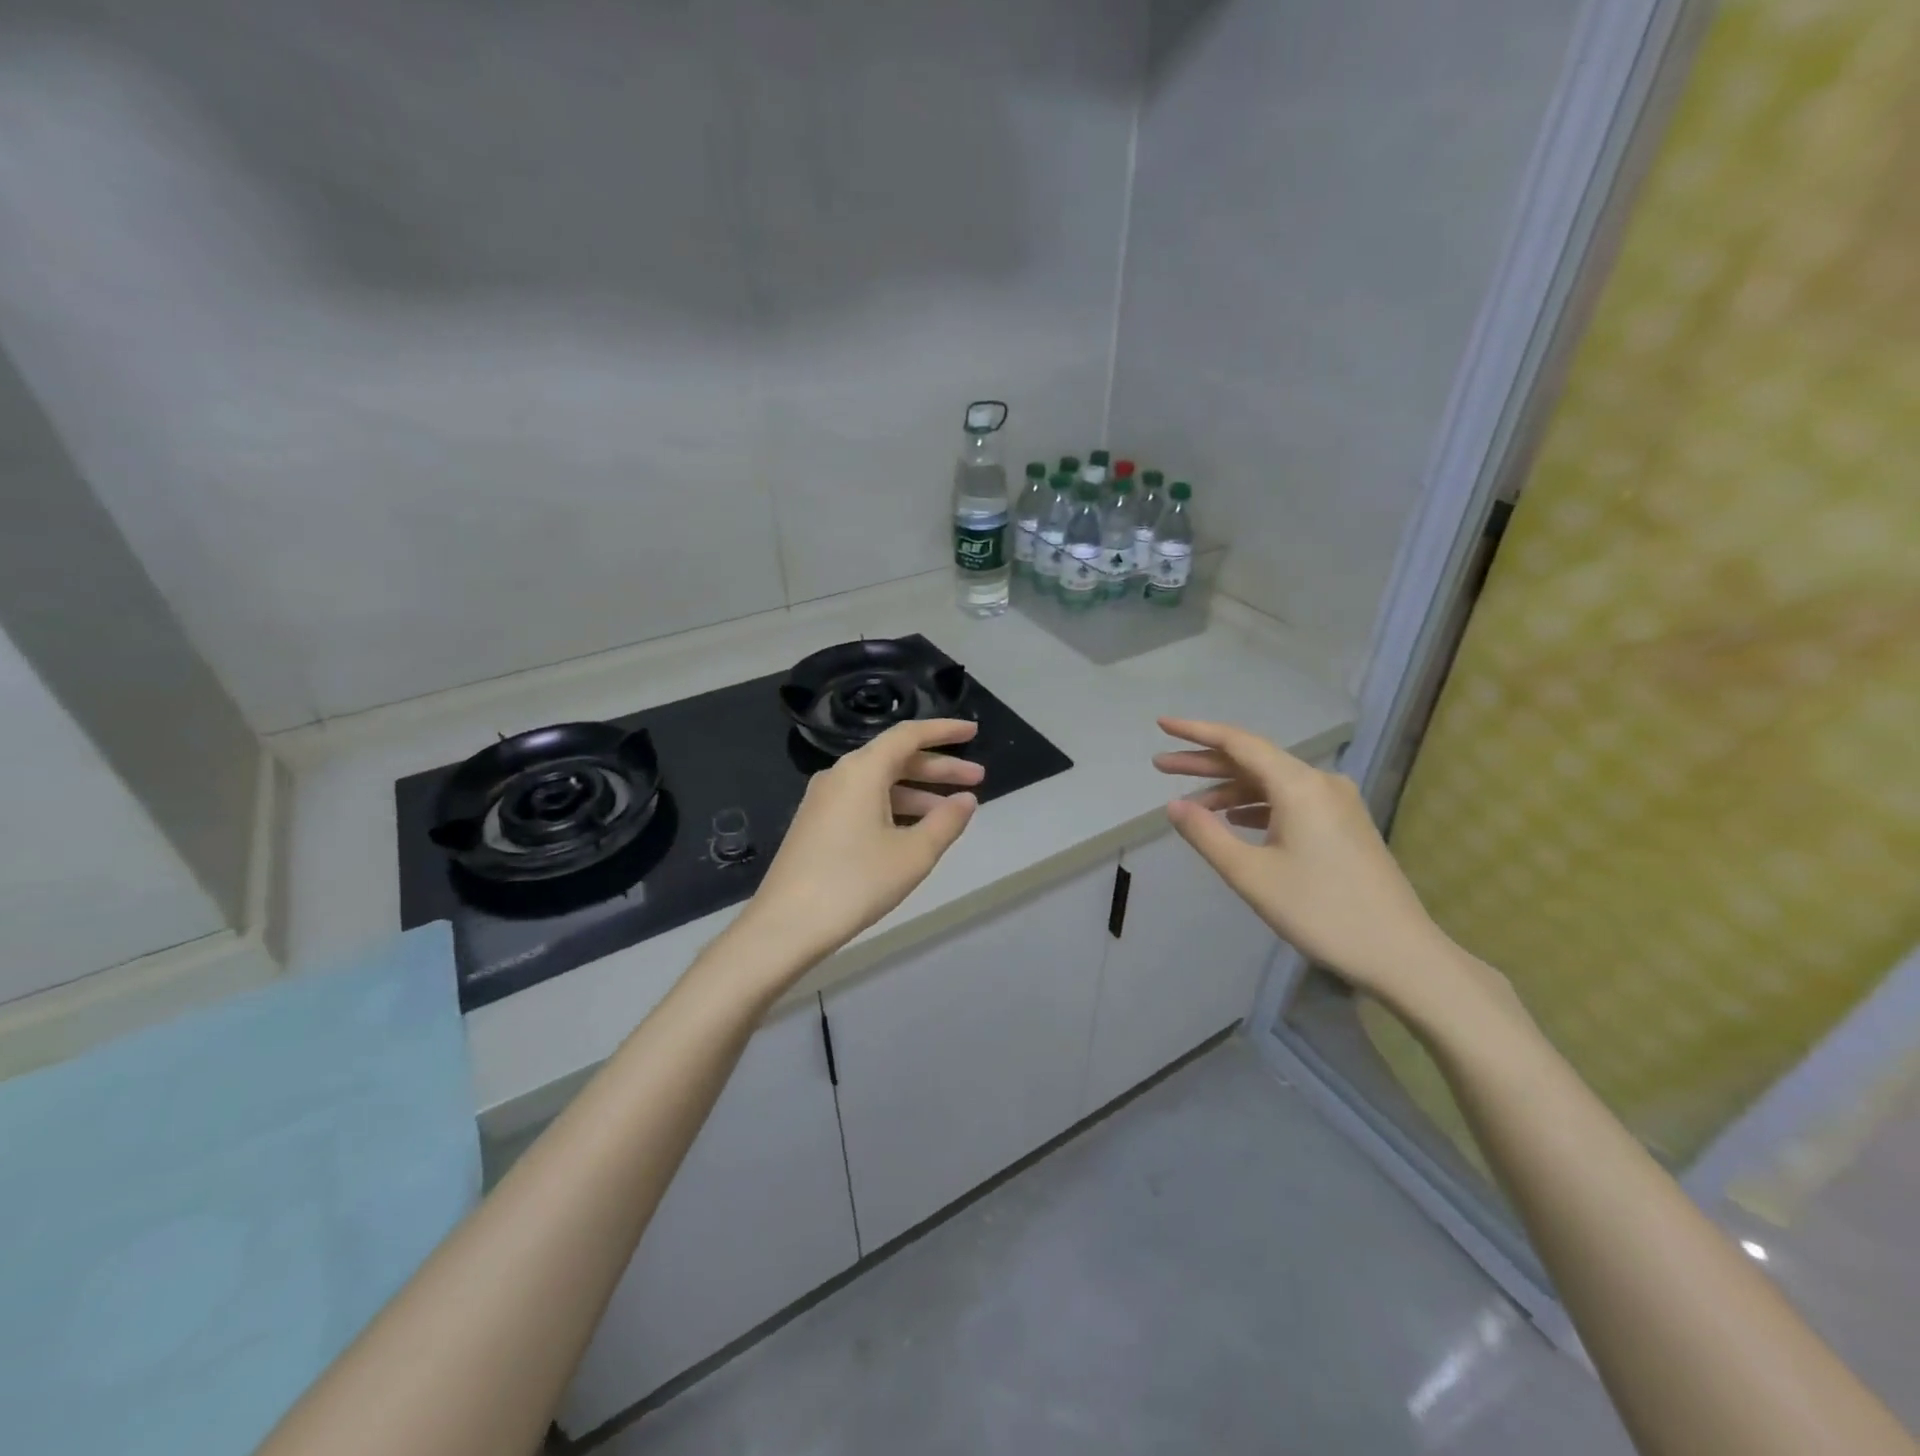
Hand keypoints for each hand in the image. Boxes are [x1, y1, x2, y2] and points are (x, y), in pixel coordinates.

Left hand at [732, 718, 981, 975]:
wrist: (785, 926)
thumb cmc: (855, 883)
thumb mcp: (912, 854)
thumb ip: (946, 822)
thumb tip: (966, 799)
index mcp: (862, 770)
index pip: (909, 735)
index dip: (945, 731)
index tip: (974, 731)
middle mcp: (840, 775)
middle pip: (896, 758)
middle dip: (939, 767)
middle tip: (978, 778)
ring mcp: (824, 800)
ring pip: (880, 783)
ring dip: (918, 791)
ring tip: (953, 810)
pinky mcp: (817, 824)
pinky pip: (864, 801)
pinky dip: (894, 807)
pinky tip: (915, 830)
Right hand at [1153, 717, 1478, 1016]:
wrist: (1402, 954)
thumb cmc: (1320, 911)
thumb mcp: (1251, 874)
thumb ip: (1207, 834)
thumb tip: (1174, 805)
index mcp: (1299, 786)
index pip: (1239, 743)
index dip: (1196, 731)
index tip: (1162, 724)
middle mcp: (1321, 783)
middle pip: (1253, 760)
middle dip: (1205, 762)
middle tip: (1159, 764)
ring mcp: (1337, 803)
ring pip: (1272, 783)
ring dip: (1230, 788)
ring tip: (1190, 800)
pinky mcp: (1345, 825)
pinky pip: (1290, 801)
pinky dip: (1257, 805)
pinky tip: (1235, 820)